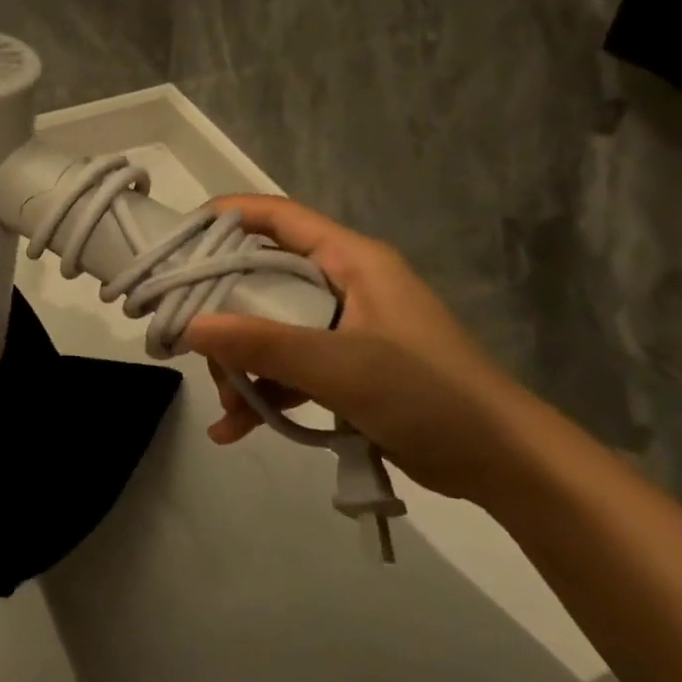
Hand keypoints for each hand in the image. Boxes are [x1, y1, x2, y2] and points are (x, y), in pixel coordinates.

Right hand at [184, 195, 535, 500]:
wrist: (501, 463)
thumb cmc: (428, 394)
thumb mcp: (340, 366)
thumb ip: (264, 344)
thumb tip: (190, 328)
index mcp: (350, 260)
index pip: (279, 217)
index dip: (228, 217)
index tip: (180, 238)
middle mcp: (343, 284)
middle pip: (264, 277)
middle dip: (224, 310)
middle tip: (188, 338)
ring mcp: (344, 328)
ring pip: (271, 328)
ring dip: (242, 363)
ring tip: (226, 405)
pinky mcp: (346, 369)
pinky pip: (289, 368)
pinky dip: (264, 393)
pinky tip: (235, 429)